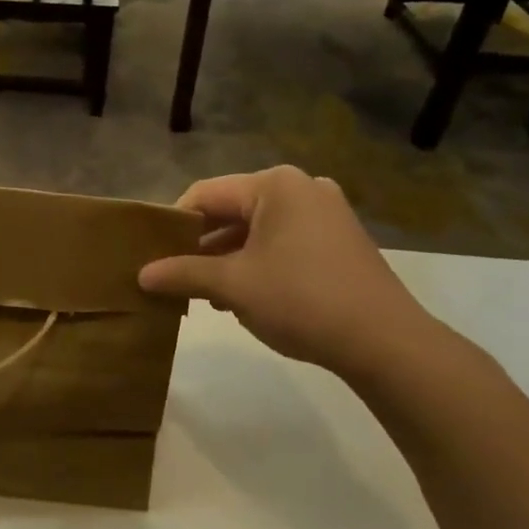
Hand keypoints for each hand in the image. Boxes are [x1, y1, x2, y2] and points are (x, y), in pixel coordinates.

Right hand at [139, 167, 445, 378]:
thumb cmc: (301, 300)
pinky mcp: (340, 240)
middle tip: (175, 275)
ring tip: (205, 292)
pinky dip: (259, 262)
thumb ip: (184, 273)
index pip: (205, 194)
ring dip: (228, 257)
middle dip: (202, 244)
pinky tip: (244, 295)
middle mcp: (302, 187)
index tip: (152, 254)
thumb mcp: (233, 285)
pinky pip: (284, 241)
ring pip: (258, 228)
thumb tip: (141, 275)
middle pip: (232, 210)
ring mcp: (326, 213)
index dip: (173, 223)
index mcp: (274, 185)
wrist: (387, 343)